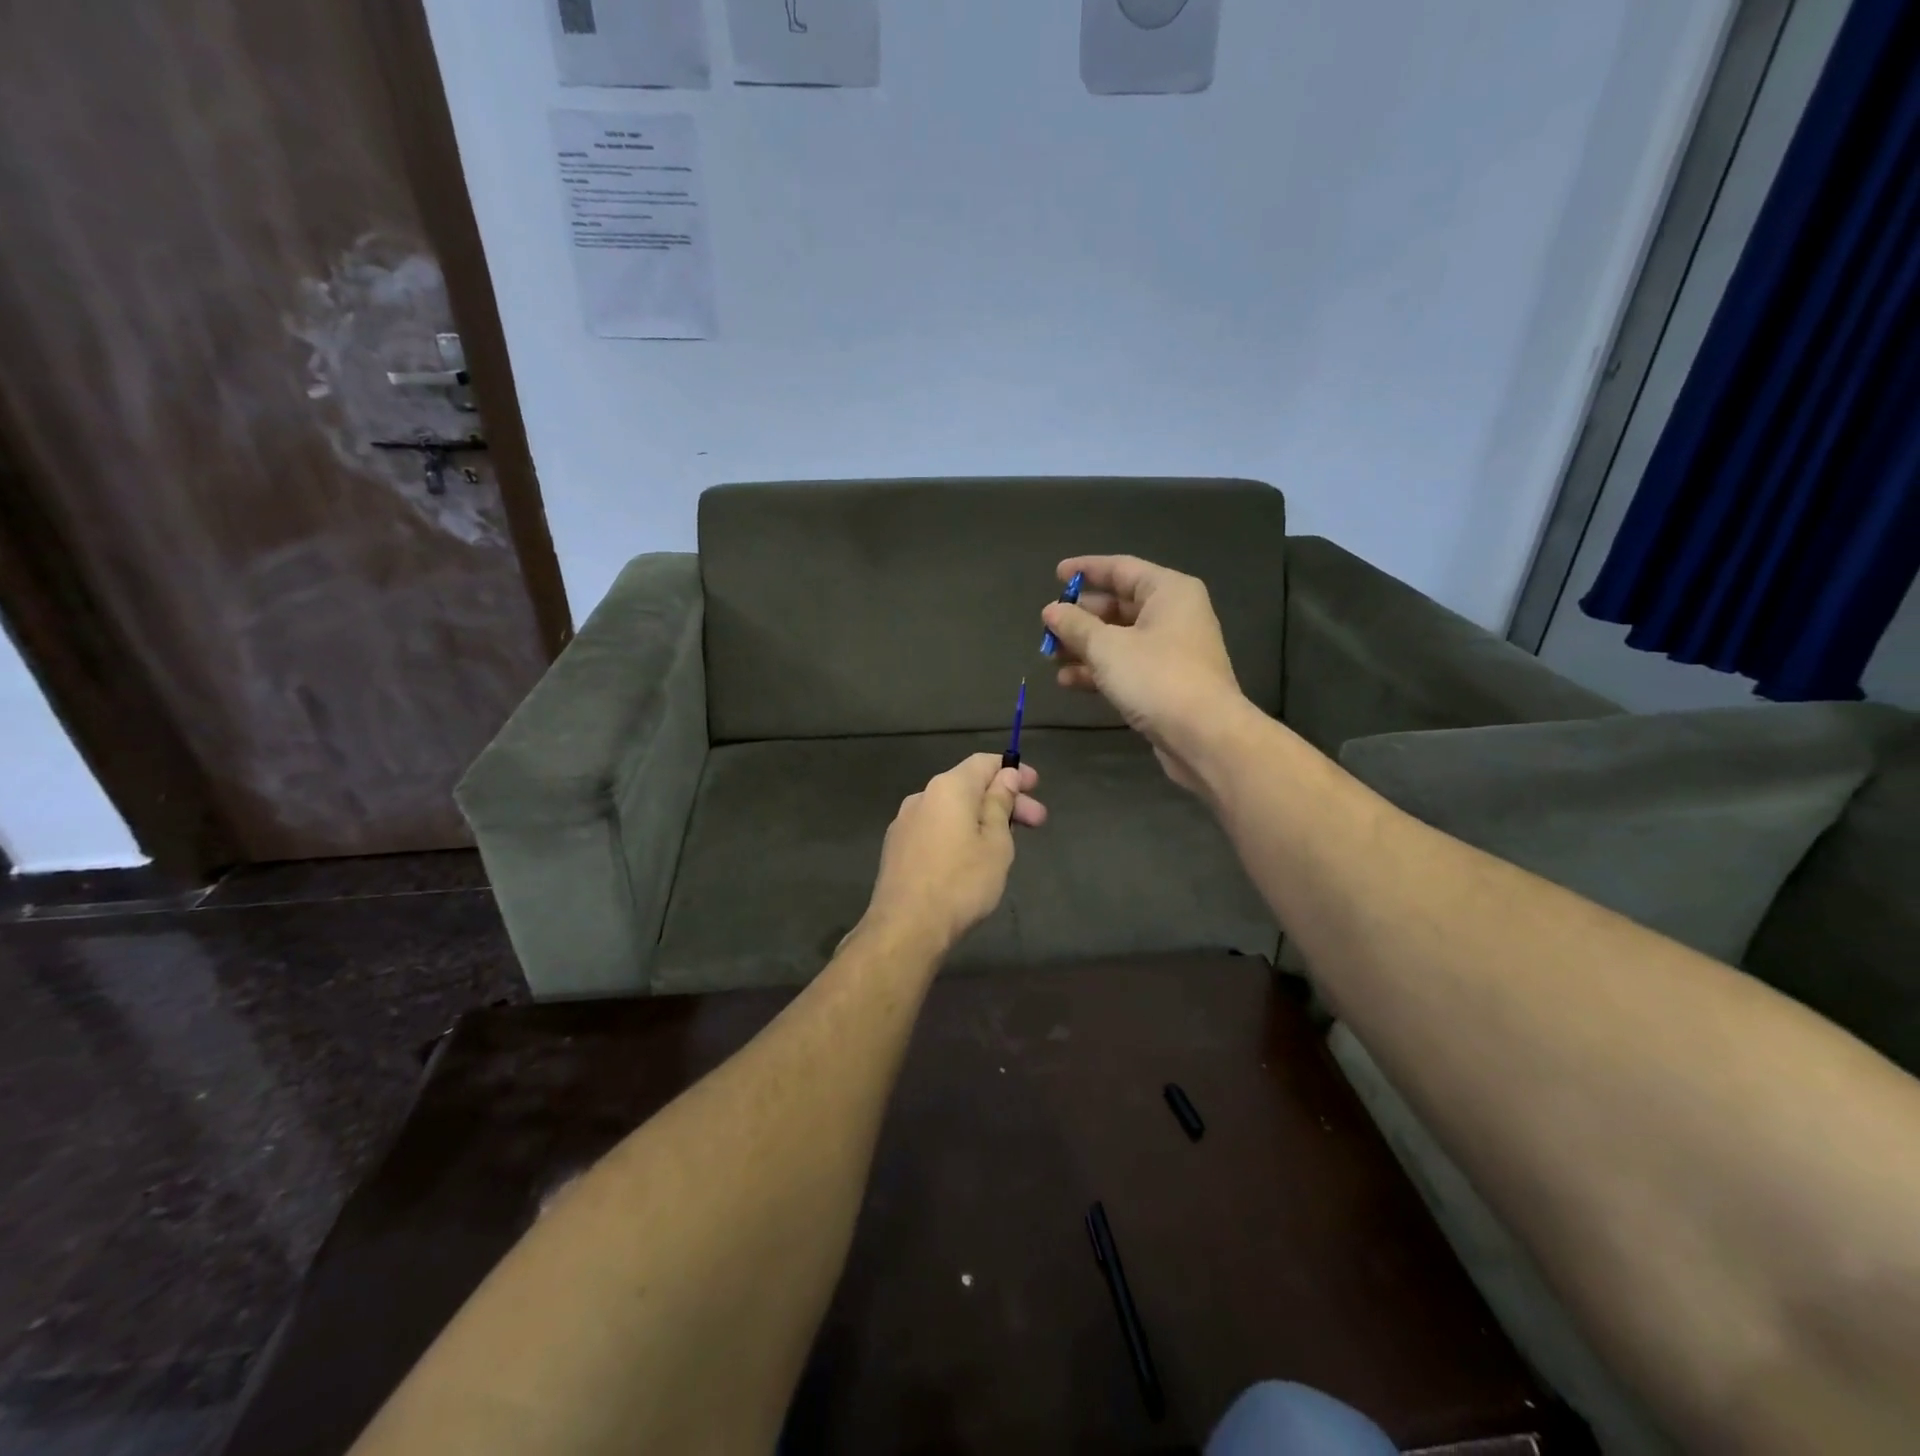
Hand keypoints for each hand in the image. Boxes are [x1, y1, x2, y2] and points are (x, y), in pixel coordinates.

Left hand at [861, 754, 1045, 953]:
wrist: (906, 928)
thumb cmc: (961, 883)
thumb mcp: (995, 843)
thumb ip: (1000, 804)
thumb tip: (1005, 776)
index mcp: (948, 788)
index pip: (983, 762)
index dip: (1013, 770)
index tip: (1036, 786)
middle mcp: (922, 796)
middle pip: (968, 787)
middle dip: (1004, 800)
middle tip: (1036, 822)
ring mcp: (904, 823)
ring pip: (951, 810)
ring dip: (981, 819)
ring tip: (1005, 844)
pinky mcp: (896, 848)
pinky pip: (935, 829)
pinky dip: (958, 833)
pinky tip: (970, 858)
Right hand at [1041, 556, 1246, 790]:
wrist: (1204, 736)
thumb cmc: (1156, 677)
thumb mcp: (1107, 647)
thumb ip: (1075, 625)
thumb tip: (1052, 611)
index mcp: (1168, 591)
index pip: (1120, 568)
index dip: (1085, 570)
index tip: (1056, 575)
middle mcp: (1174, 614)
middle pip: (1118, 605)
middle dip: (1080, 617)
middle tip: (1047, 627)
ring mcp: (1171, 650)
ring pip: (1118, 639)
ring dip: (1083, 647)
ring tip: (1049, 657)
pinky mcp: (1165, 682)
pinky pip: (1125, 665)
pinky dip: (1098, 670)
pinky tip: (1068, 681)